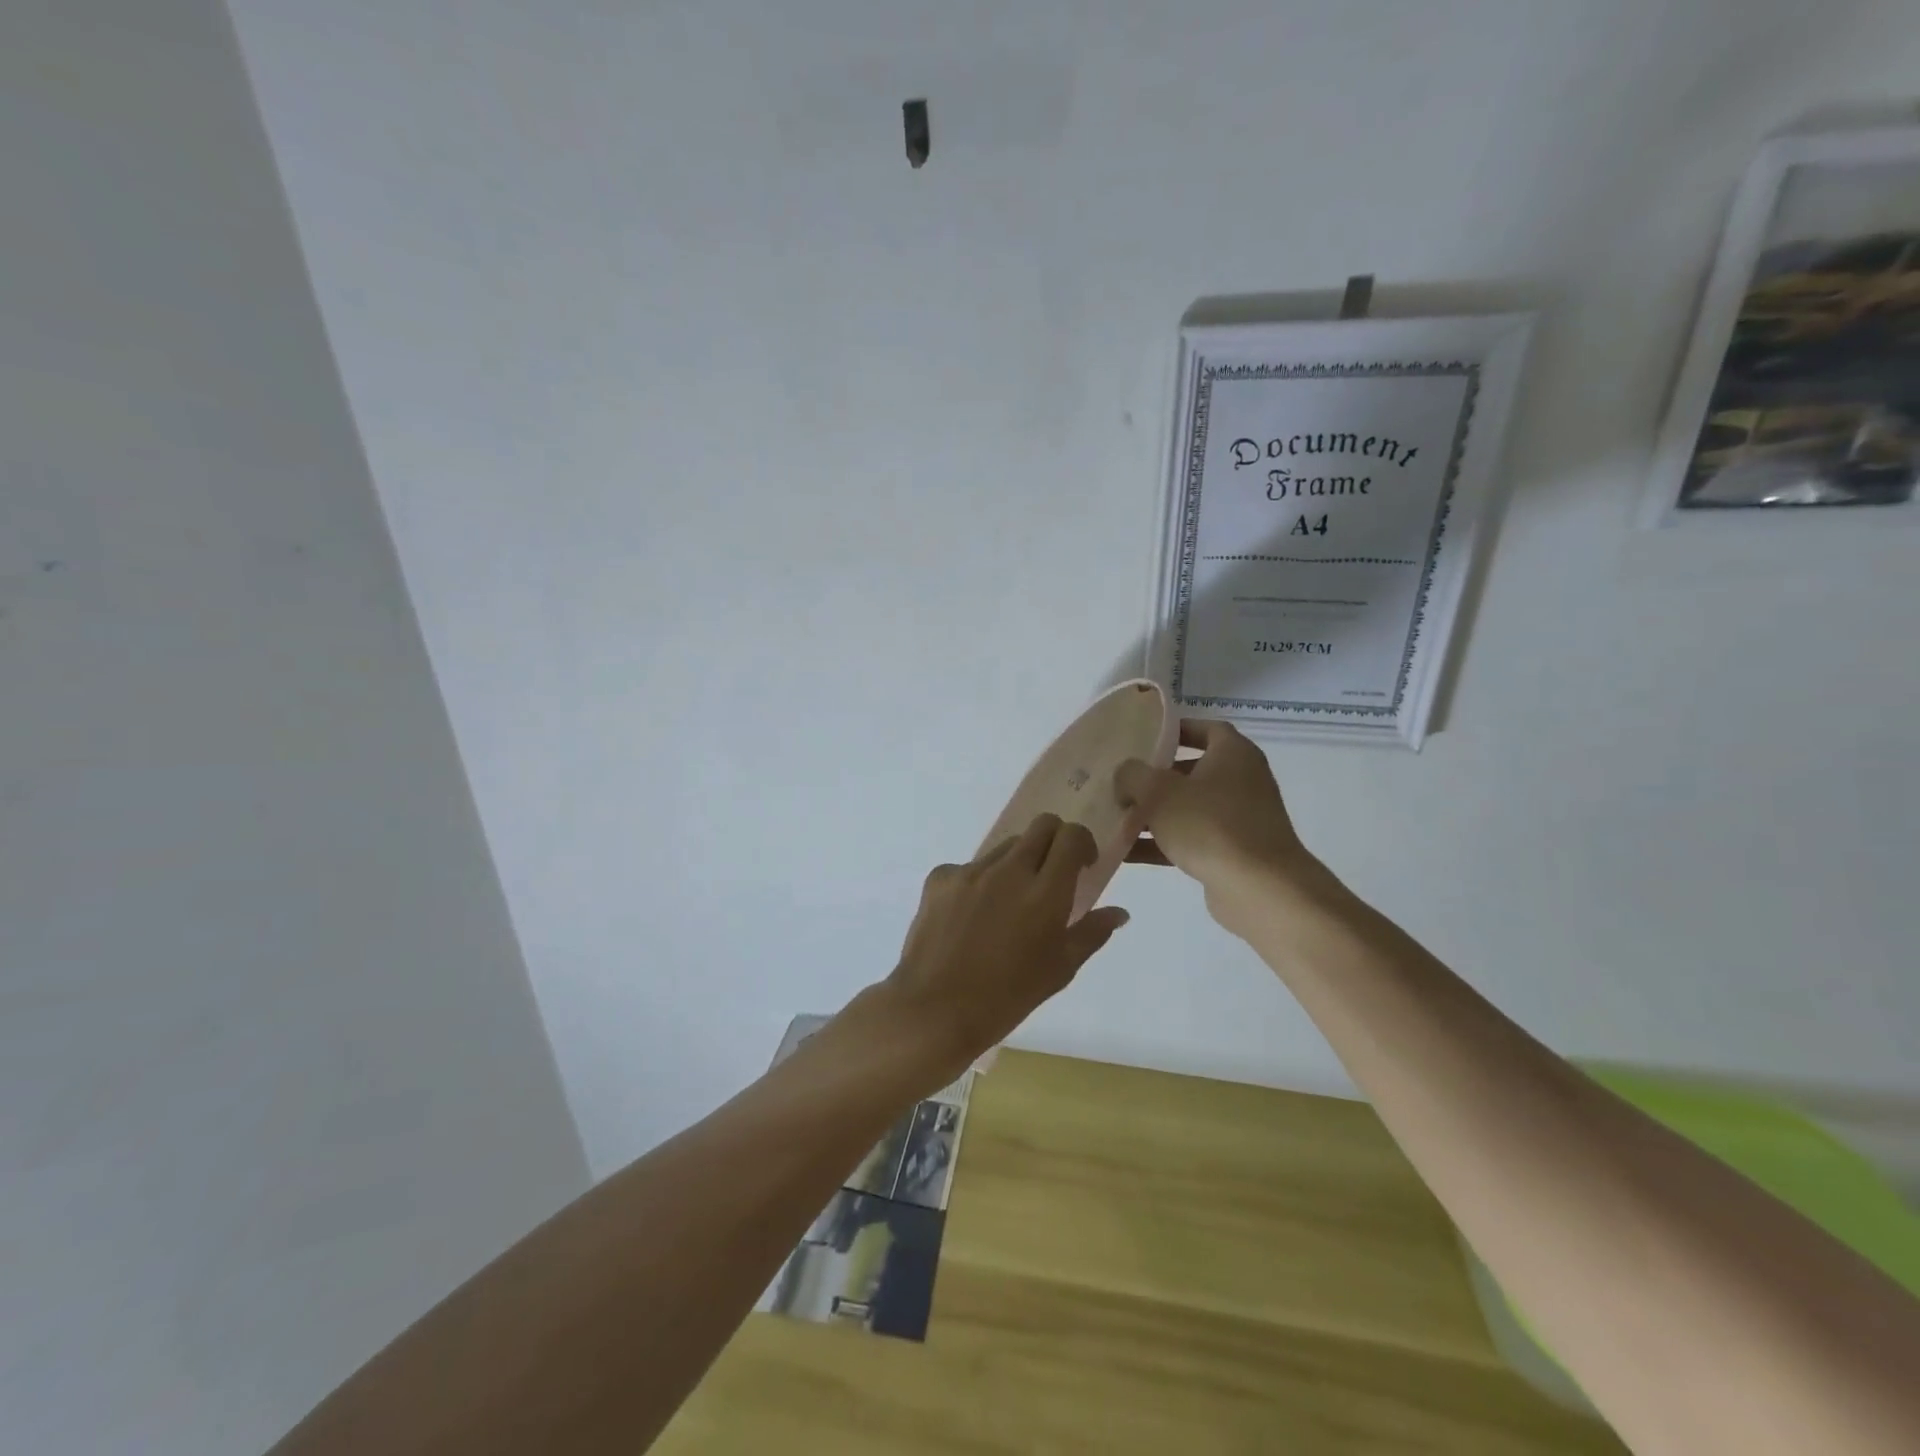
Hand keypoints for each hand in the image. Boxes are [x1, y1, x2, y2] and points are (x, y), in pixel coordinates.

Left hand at [883, 814, 1129, 1080]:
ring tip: (1008, 903)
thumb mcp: (1059, 970)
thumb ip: (1091, 933)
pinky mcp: (940, 877)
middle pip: (1041, 825)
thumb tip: (1118, 912)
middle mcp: (1010, 870)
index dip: (1082, 843)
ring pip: (1005, 847)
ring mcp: (971, 870)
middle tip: (1051, 874)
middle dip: (1054, 840)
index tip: (1082, 865)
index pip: (1071, 837)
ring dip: (1017, 863)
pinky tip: (971, 916)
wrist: (935, 1009)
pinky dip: (979, 882)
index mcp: (1045, 892)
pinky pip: (968, 867)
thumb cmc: (1007, 997)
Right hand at [1116, 719, 1330, 935]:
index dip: (1174, 730)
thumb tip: (1125, 776)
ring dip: (1153, 813)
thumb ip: (1132, 775)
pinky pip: (1191, 840)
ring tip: (1115, 818)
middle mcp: (1242, 781)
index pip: (1204, 729)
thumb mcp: (1158, 791)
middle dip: (1155, 777)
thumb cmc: (1210, 826)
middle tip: (1121, 781)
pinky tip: (1125, 852)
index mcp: (1233, 754)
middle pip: (1191, 770)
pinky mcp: (1232, 853)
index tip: (1142, 738)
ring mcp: (1239, 819)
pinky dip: (1162, 843)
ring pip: (1188, 808)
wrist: (1259, 889)